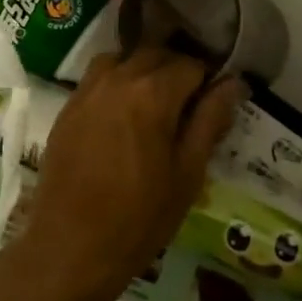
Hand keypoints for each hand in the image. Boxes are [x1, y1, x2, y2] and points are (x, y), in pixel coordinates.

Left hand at [7, 48, 243, 300]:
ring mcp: (88, 89)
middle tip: (189, 105)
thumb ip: (210, 121)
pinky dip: (117, 81)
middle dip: (177, 70)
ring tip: (154, 104)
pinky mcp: (68, 105)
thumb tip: (233, 84)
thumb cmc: (139, 217)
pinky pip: (98, 76)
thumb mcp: (187, 174)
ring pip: (124, 58)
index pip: (192, 65)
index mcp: (153, 93)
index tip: (214, 104)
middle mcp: (118, 78)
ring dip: (144, 70)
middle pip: (157, 54)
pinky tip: (122, 114)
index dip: (208, 81)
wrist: (70, 247)